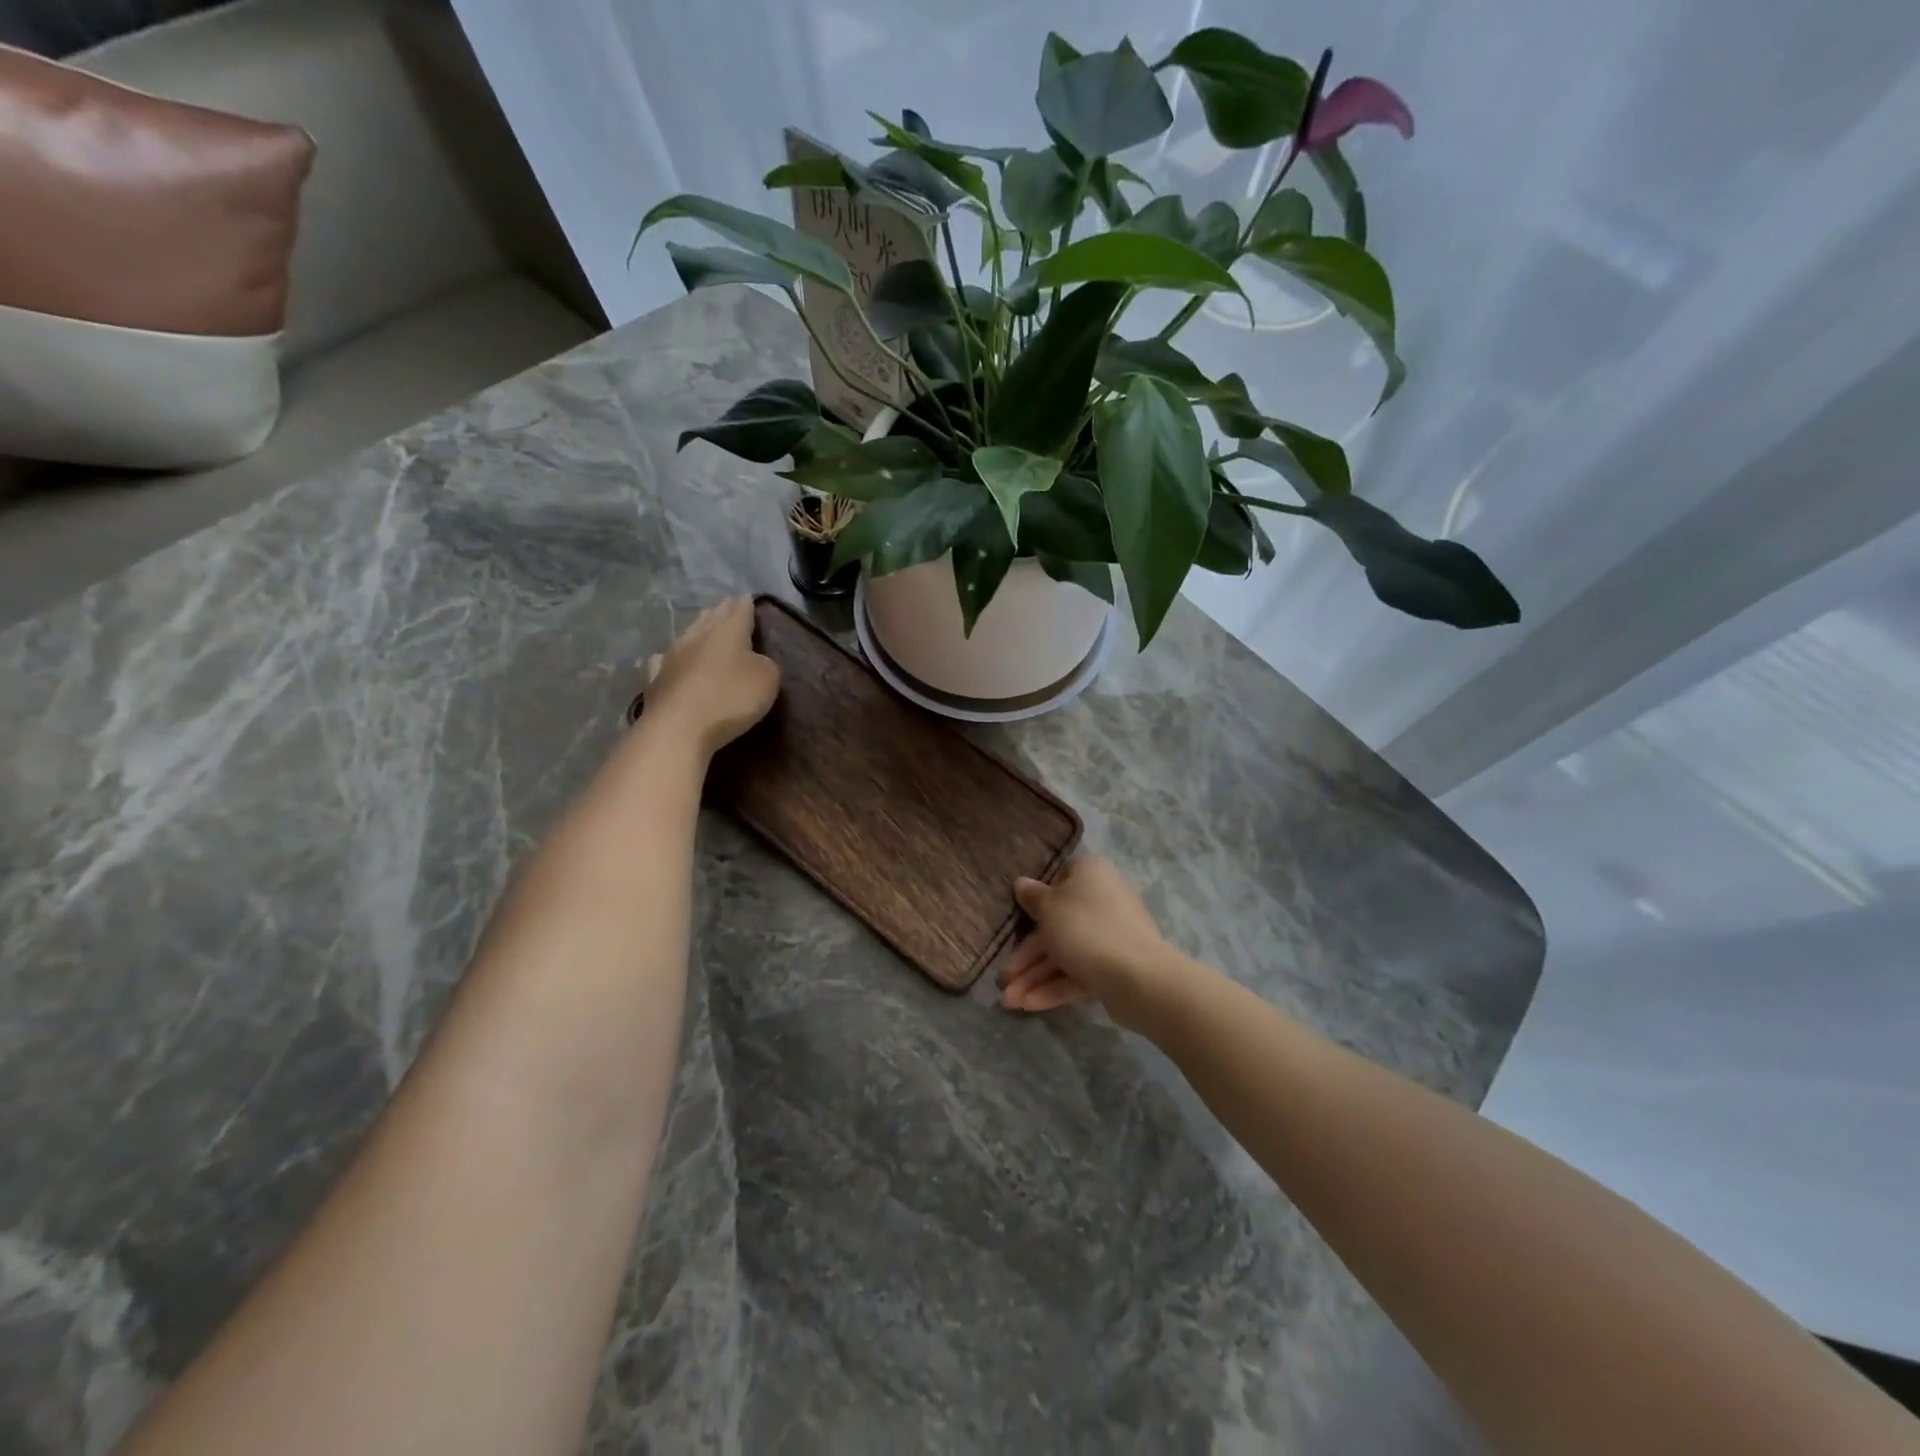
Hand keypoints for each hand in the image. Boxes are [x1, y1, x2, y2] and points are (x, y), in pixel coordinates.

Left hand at [639, 597, 779, 756]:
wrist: (679, 728)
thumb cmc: (731, 698)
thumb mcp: (767, 679)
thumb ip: (764, 664)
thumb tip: (753, 660)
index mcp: (728, 631)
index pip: (740, 609)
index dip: (746, 604)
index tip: (748, 597)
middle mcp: (697, 636)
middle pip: (711, 617)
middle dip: (721, 612)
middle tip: (728, 607)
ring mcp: (672, 656)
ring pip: (687, 634)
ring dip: (697, 630)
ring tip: (703, 627)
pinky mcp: (655, 679)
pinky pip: (663, 660)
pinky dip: (670, 657)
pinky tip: (666, 659)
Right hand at [999, 856, 1177, 1029]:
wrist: (1137, 976)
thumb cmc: (1084, 928)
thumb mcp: (1048, 907)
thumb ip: (1032, 896)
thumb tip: (1022, 883)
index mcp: (1090, 874)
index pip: (1060, 877)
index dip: (1039, 896)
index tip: (1021, 915)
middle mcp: (1102, 901)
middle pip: (1057, 924)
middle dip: (1027, 955)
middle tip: (1003, 977)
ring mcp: (1111, 936)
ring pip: (1066, 953)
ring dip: (1035, 977)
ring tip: (1009, 1002)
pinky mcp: (1114, 967)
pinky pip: (1079, 972)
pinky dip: (1055, 987)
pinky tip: (1029, 1005)